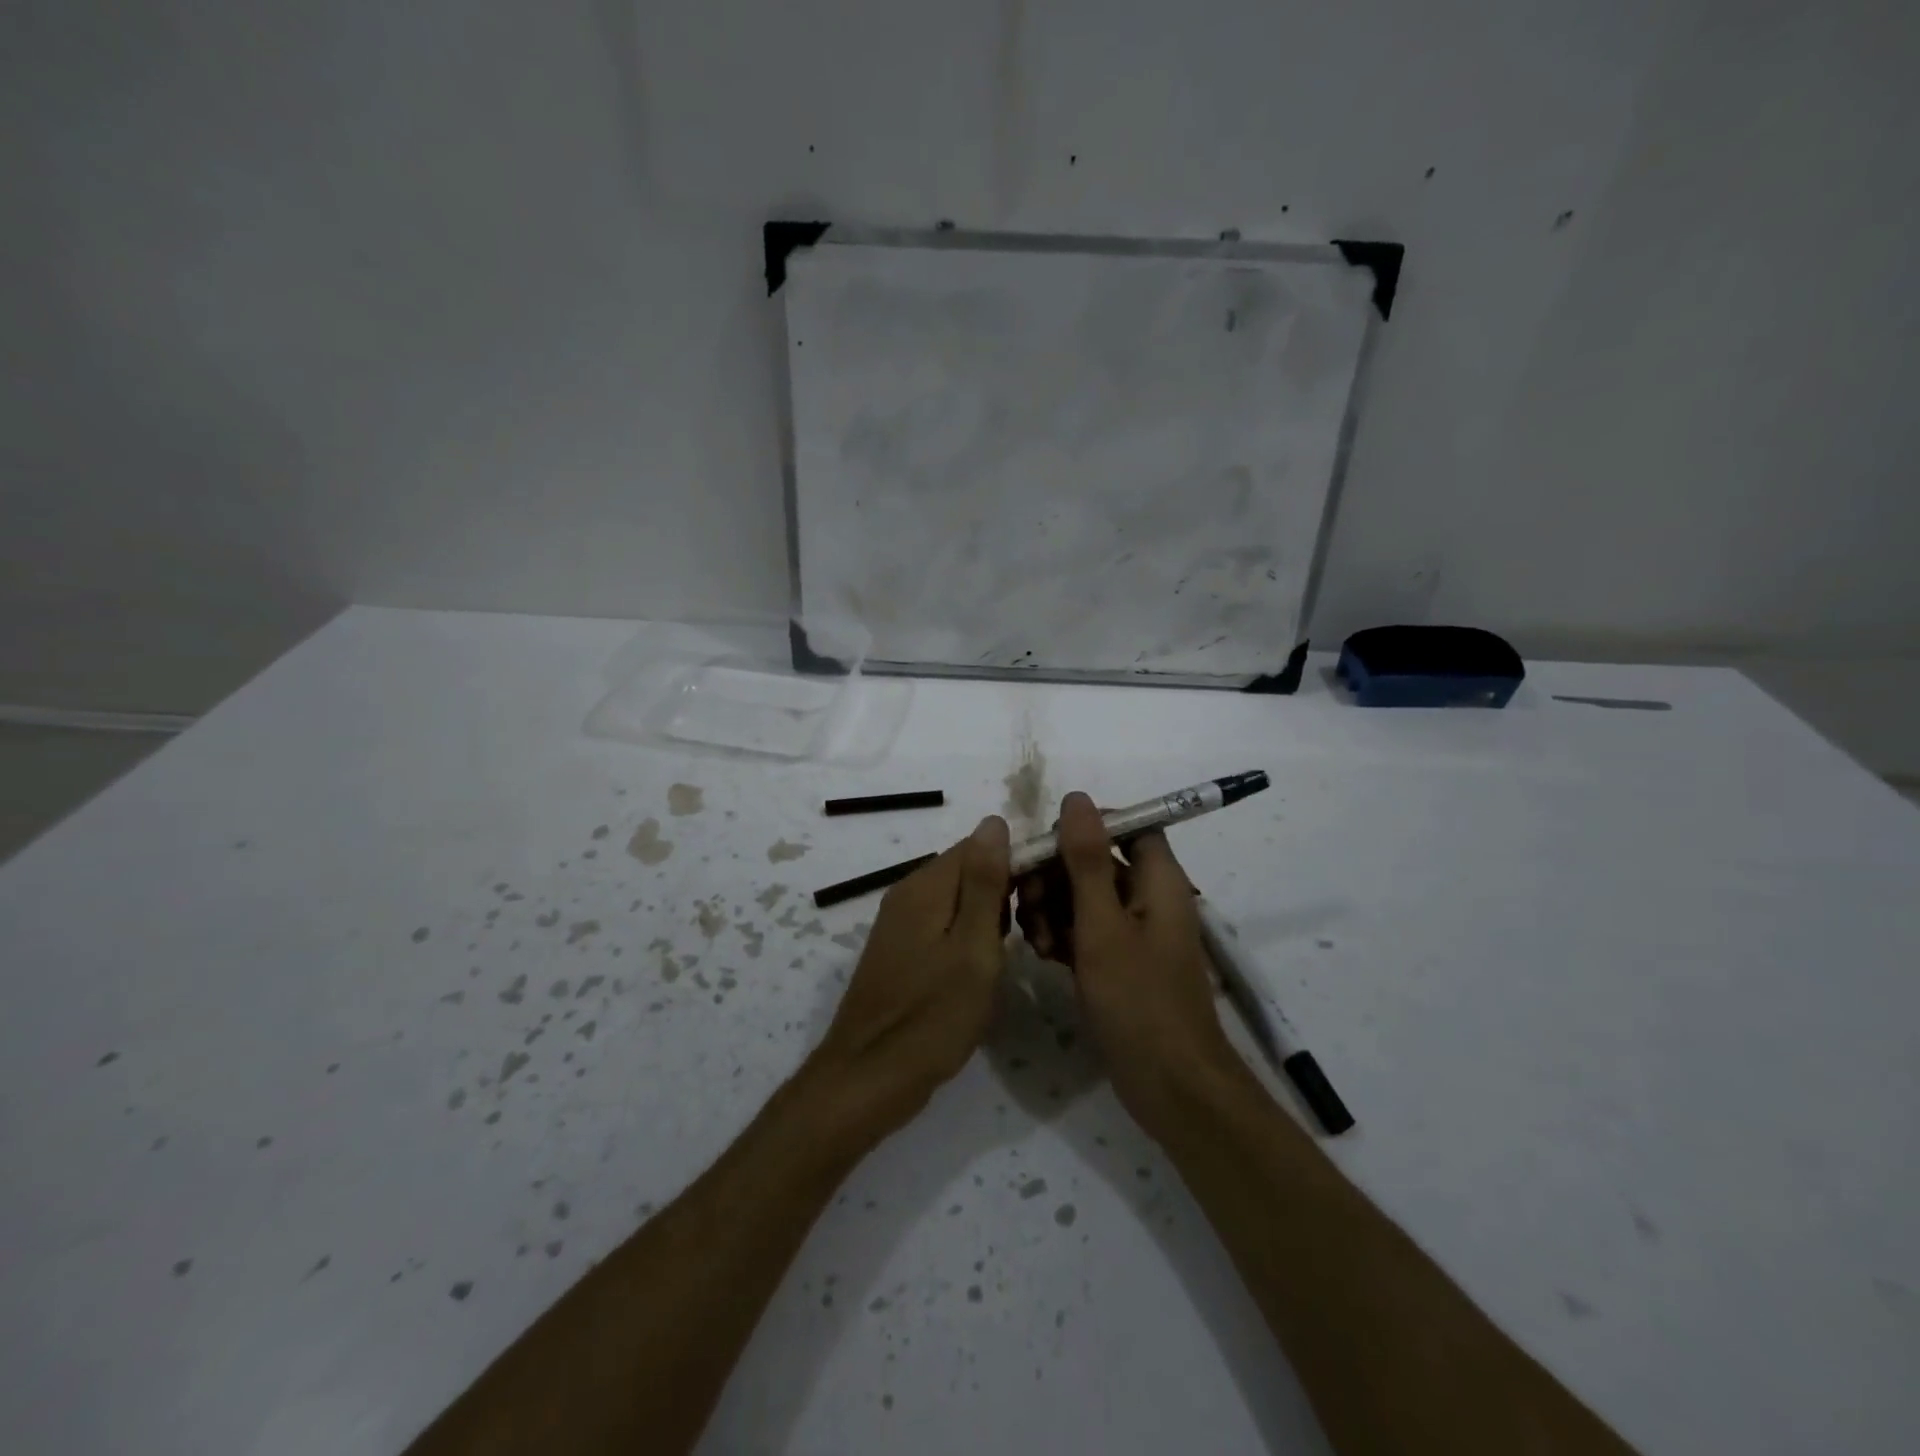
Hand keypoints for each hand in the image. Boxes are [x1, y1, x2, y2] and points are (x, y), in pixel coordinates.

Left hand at [807, 816, 1011, 1137]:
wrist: (869, 1078)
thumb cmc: (932, 1017)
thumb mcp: (973, 948)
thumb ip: (985, 884)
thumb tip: (994, 821)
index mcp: (926, 886)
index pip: (979, 845)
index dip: (1017, 862)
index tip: (1047, 896)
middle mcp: (908, 894)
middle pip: (967, 871)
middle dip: (1005, 892)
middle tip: (1034, 934)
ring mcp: (900, 924)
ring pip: (958, 900)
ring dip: (989, 918)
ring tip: (1015, 953)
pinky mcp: (900, 951)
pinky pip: (943, 925)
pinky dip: (968, 938)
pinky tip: (982, 969)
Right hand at [1015, 792, 1236, 1137]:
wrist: (1170, 1087)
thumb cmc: (1139, 1001)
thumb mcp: (1104, 925)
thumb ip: (1088, 860)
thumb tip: (1076, 798)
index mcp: (1159, 880)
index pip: (1127, 825)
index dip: (1086, 827)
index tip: (1046, 847)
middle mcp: (1149, 898)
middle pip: (1098, 861)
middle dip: (1057, 875)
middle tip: (1027, 904)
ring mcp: (1134, 933)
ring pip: (1085, 897)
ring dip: (1053, 909)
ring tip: (1035, 940)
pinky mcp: (1119, 963)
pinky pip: (1085, 931)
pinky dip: (1062, 936)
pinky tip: (1043, 956)